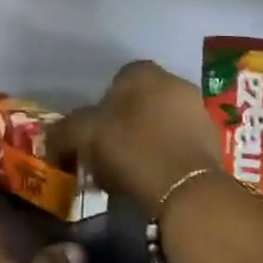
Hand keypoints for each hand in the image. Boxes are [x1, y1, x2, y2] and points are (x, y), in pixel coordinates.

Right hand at [51, 60, 222, 208]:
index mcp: (143, 72)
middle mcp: (175, 83)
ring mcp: (198, 112)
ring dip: (144, 142)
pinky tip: (152, 180)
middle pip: (139, 103)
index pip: (115, 81)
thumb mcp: (84, 136)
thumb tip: (48, 139)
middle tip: (106, 154)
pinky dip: (164, 158)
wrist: (188, 190)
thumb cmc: (132, 149)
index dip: (100, 107)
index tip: (91, 134)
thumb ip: (63, 132)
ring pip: (159, 124)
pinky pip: (178, 145)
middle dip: (123, 125)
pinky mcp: (213, 142)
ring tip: (127, 173)